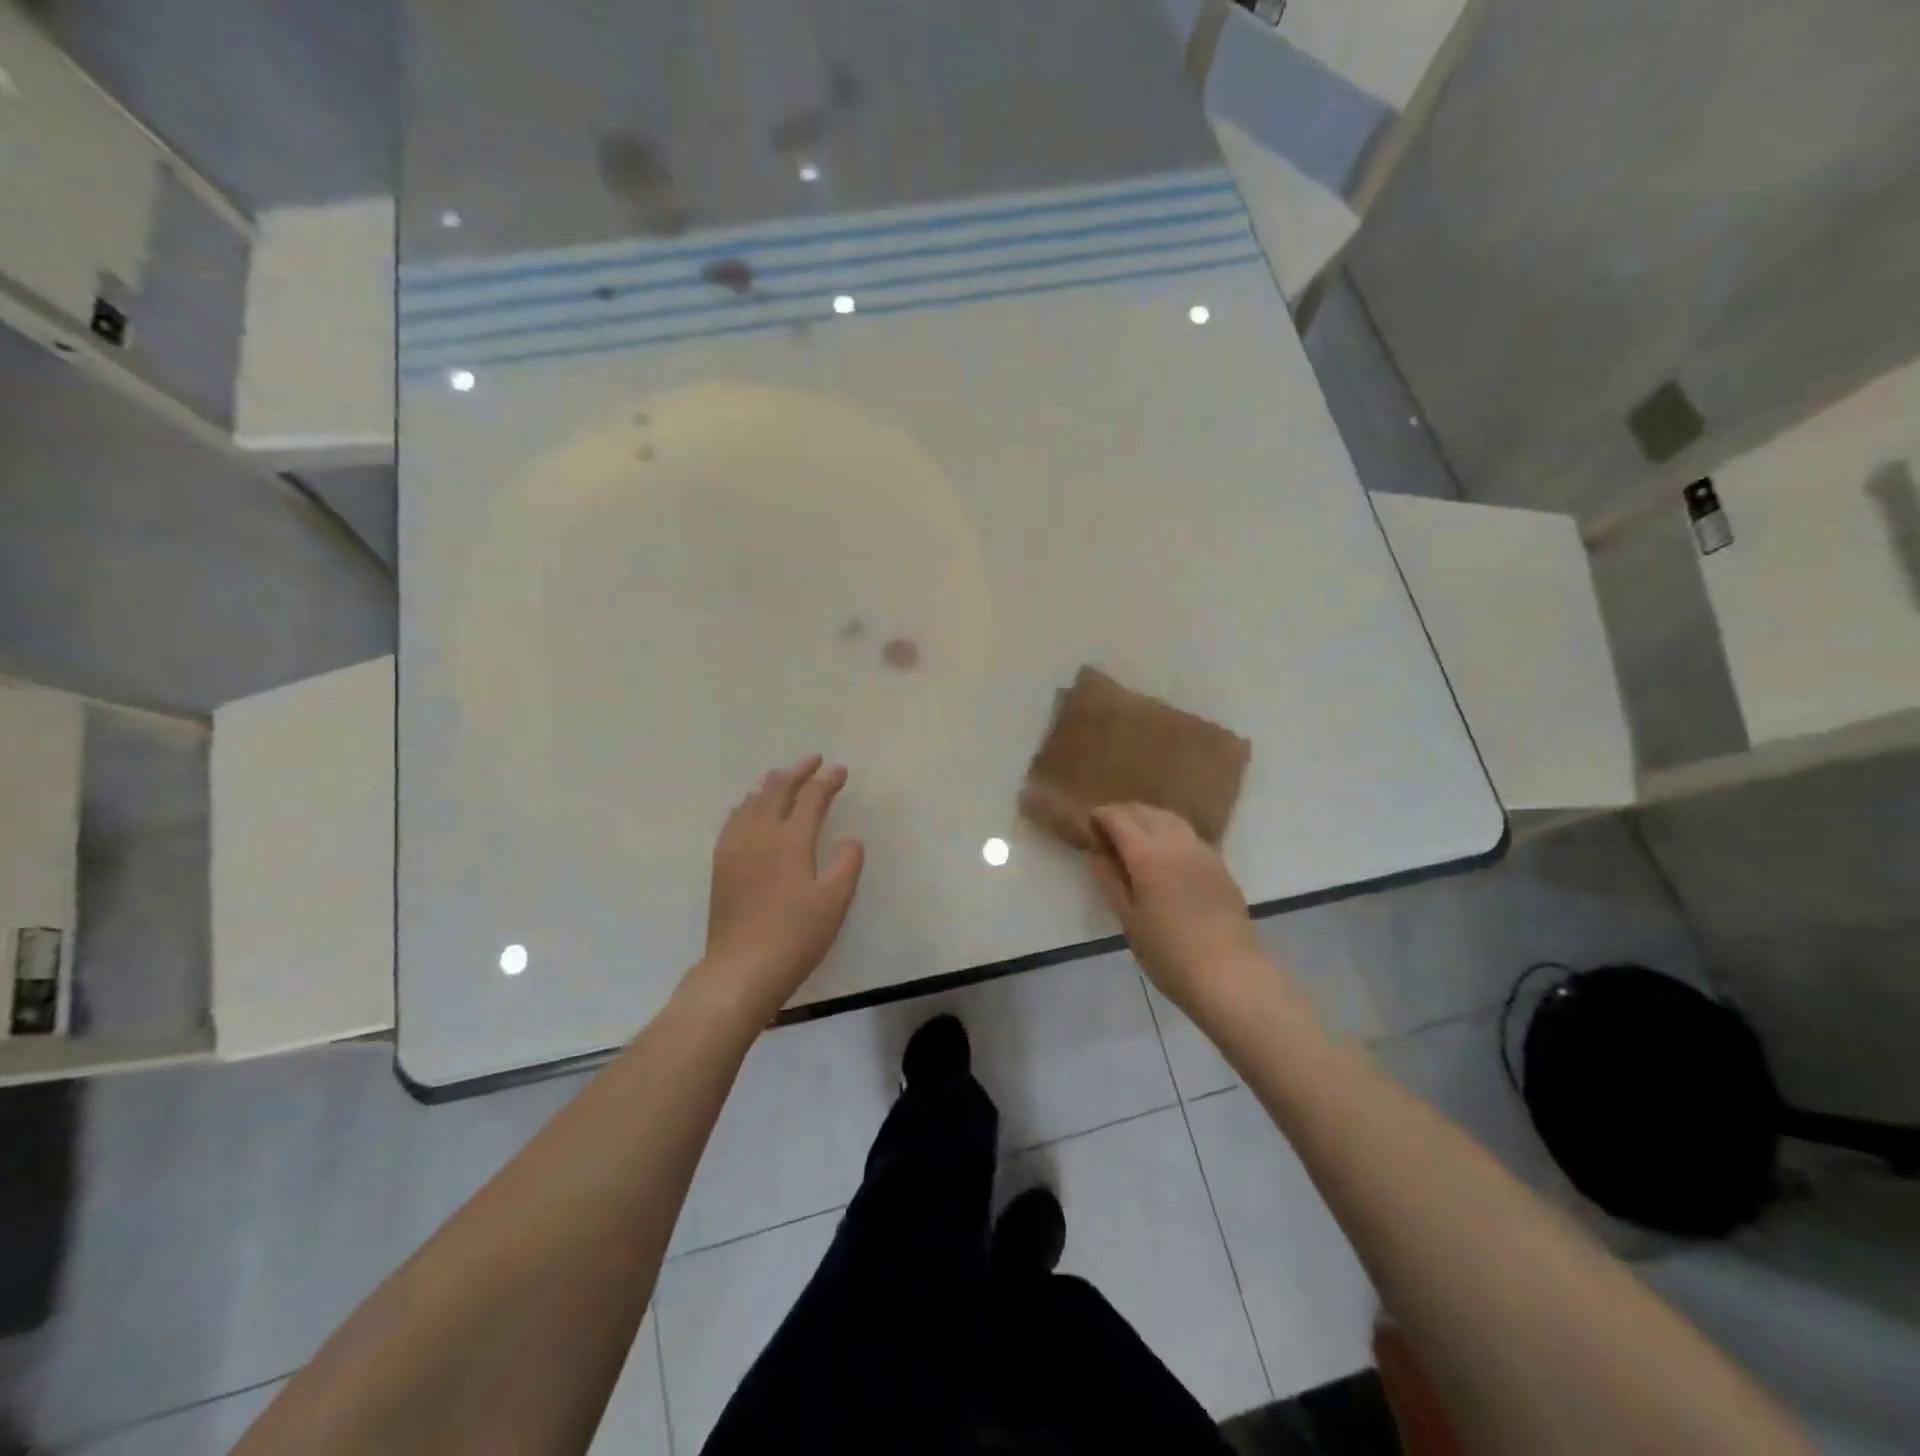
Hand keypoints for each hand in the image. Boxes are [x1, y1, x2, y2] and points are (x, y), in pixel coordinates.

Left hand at [692, 755, 864, 1021]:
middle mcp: (760, 834)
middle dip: (797, 772)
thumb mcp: (835, 901)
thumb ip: (846, 863)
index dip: (827, 781)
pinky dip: (748, 804)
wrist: (741, 969)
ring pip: (752, 801)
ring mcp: (735, 848)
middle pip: (777, 790)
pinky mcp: (721, 865)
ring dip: (771, 784)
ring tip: (783, 778)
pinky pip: (734, 819)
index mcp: (791, 840)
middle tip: (813, 761)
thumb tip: (848, 838)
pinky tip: (750, 810)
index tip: (840, 770)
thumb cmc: (796, 935)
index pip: (811, 798)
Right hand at [1087, 804, 1270, 1017]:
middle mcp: (1175, 842)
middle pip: (1145, 812)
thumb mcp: (1128, 920)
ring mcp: (1202, 851)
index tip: (1089, 826)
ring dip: (1148, 818)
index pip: (1118, 818)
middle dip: (1123, 813)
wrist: (1229, 973)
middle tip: (1107, 830)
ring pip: (1170, 818)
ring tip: (1134, 836)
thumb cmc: (1168, 953)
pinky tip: (1164, 852)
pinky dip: (1169, 832)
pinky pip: (1188, 834)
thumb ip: (1110, 881)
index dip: (1101, 817)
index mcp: (1147, 854)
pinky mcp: (1219, 864)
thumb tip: (1097, 854)